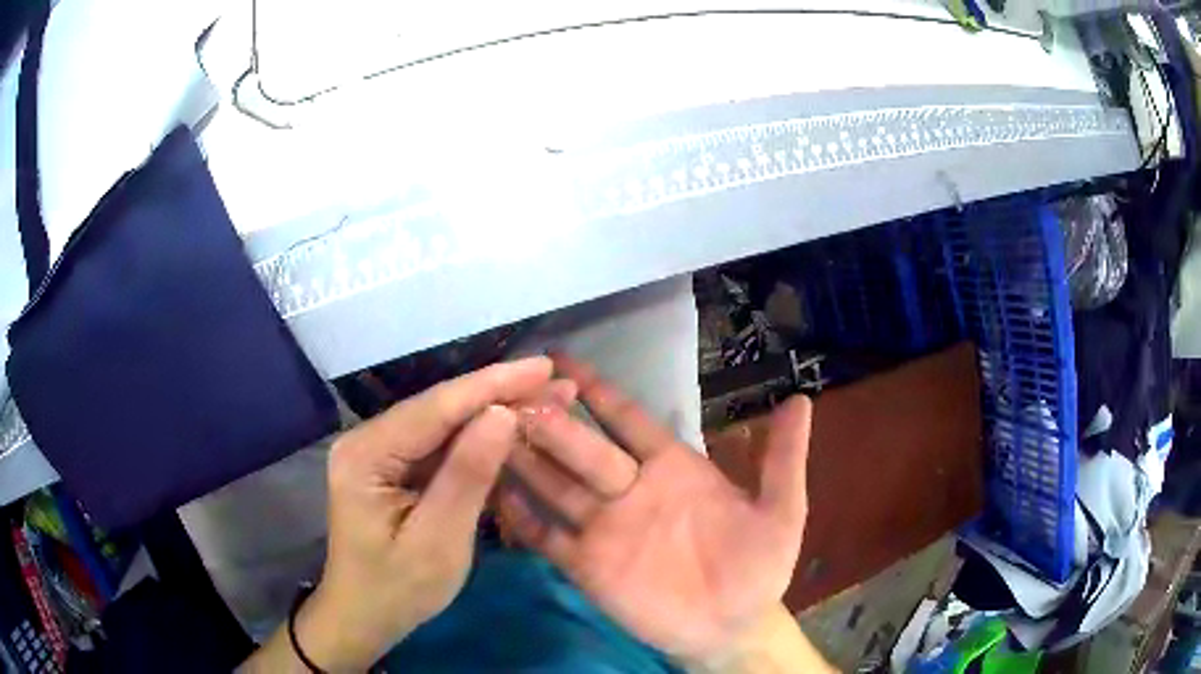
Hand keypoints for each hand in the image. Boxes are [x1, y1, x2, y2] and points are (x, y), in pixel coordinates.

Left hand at [292, 357, 565, 671]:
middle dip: (499, 394)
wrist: (364, 616)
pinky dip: (477, 438)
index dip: (492, 385)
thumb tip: (504, 414)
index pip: (435, 409)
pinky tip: (510, 429)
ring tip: (544, 398)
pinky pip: (439, 444)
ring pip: (443, 423)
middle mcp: (366, 440)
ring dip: (493, 412)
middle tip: (555, 382)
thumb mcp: (439, 542)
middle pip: (439, 409)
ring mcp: (378, 451)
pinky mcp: (392, 466)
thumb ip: (468, 476)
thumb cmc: (398, 589)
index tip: (543, 366)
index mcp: (366, 455)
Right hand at [498, 355, 812, 665]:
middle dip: (551, 419)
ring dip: (526, 459)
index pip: (627, 418)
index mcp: (671, 467)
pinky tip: (495, 493)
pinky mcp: (587, 565)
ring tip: (490, 430)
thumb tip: (801, 398)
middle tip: (514, 391)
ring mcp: (604, 527)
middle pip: (583, 446)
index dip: (598, 389)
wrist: (732, 627)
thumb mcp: (780, 512)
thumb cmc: (757, 568)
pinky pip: (548, 536)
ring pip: (556, 484)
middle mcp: (630, 488)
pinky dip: (522, 517)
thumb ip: (782, 458)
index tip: (561, 358)